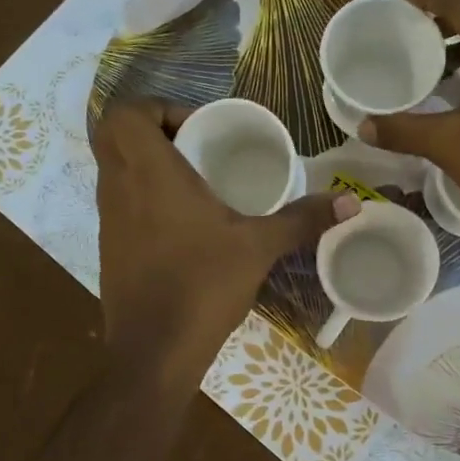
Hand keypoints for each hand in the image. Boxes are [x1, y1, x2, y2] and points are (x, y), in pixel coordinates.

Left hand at [92, 98, 352, 388]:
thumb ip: (302, 219)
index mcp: (149, 173)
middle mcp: (118, 188)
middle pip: (114, 136)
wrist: (154, 352)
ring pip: (115, 171)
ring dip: (147, 165)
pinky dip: (143, 199)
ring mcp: (108, 220)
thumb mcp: (258, 247)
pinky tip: (183, 225)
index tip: (198, 129)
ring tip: (195, 183)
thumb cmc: (202, 286)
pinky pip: (120, 204)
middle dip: (151, 131)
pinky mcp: (109, 249)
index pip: (125, 114)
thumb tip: (351, 201)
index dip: (157, 108)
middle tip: (196, 148)